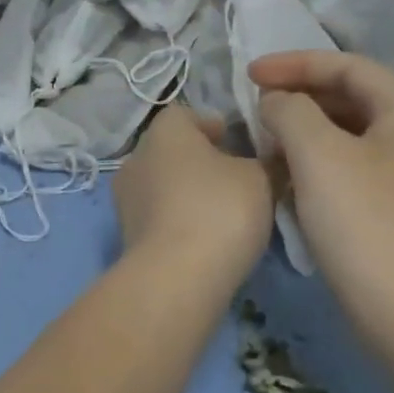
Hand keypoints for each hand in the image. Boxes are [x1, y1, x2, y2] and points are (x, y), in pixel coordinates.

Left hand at [112, 107, 273, 287]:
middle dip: (202, 162)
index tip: (241, 145)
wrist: (176, 278)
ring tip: (225, 215)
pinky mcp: (127, 235)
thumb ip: (265, 161)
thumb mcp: (261, 178)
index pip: (187, 115)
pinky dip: (179, 221)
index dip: (215, 126)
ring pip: (164, 185)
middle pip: (174, 150)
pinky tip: (206, 240)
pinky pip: (159, 217)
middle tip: (238, 180)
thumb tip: (268, 159)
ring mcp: (126, 199)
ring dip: (189, 193)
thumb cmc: (219, 210)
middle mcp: (136, 157)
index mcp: (164, 131)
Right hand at [248, 51, 393, 346]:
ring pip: (351, 138)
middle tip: (255, 109)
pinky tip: (290, 183)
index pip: (348, 67)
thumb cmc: (366, 227)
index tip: (248, 74)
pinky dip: (319, 166)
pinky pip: (354, 171)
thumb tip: (277, 104)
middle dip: (299, 98)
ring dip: (306, 133)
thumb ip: (291, 112)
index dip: (295, 63)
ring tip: (266, 145)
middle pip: (352, 99)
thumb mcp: (319, 156)